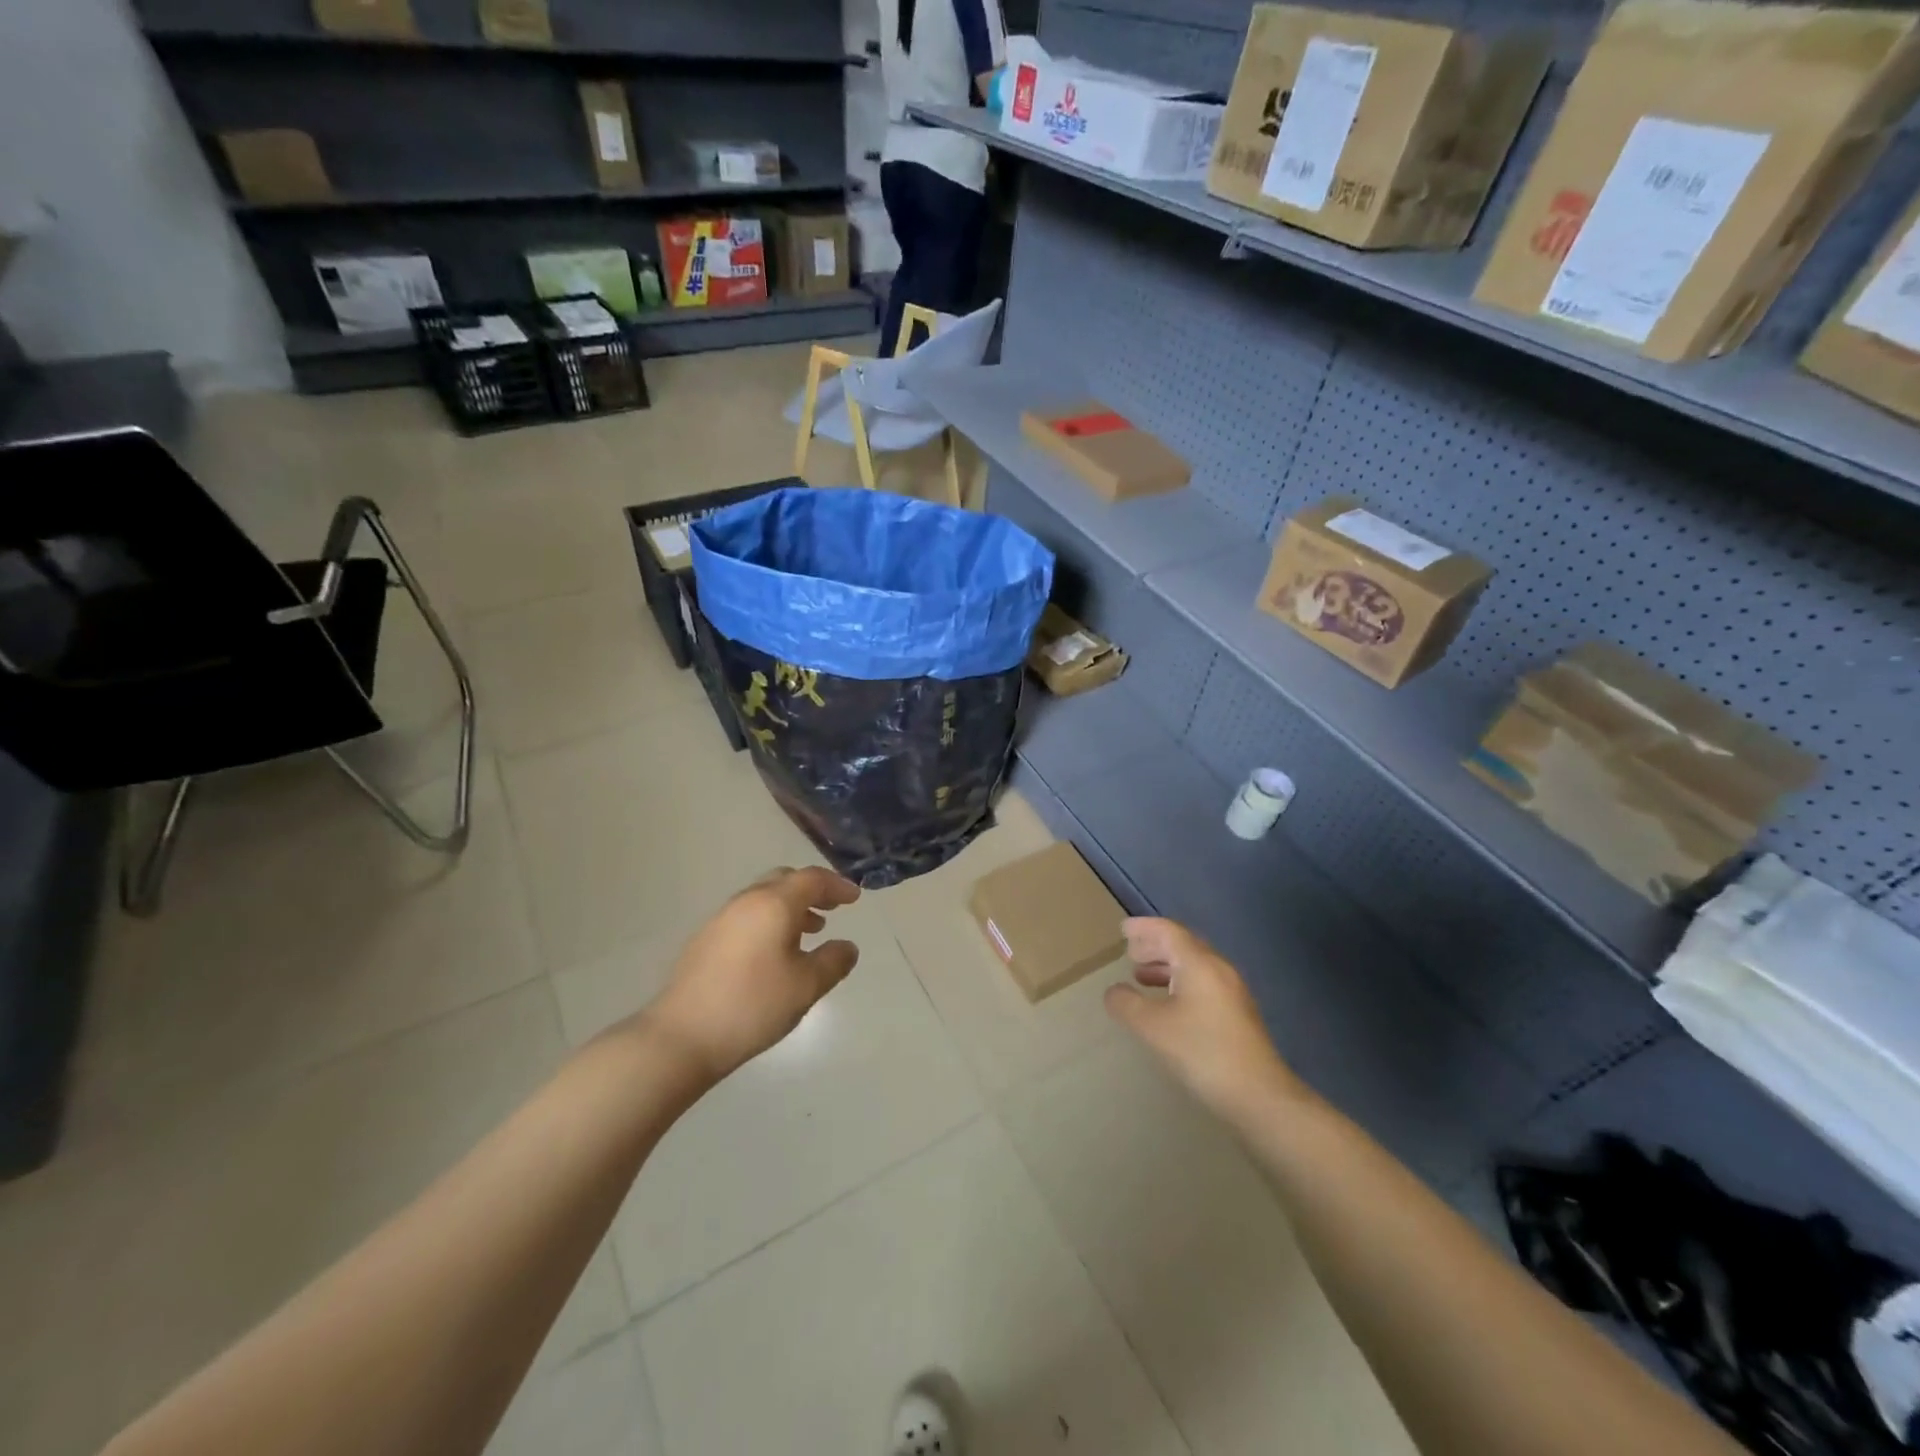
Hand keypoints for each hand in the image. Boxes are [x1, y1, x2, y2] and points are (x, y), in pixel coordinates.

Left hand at [641, 867, 860, 1084]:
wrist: (682, 1036)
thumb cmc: (753, 1005)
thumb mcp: (806, 986)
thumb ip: (833, 961)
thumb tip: (847, 946)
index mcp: (774, 904)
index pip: (812, 879)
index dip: (837, 885)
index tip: (855, 898)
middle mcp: (746, 901)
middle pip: (784, 881)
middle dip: (812, 891)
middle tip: (832, 909)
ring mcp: (721, 920)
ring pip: (763, 898)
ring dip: (790, 908)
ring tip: (809, 933)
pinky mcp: (706, 941)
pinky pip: (747, 917)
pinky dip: (769, 922)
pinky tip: (775, 953)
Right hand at [1105, 918, 1310, 1124]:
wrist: (1259, 1096)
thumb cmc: (1202, 1051)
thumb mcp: (1152, 1027)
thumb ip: (1127, 1004)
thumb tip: (1114, 991)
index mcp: (1199, 964)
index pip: (1169, 931)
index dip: (1145, 927)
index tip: (1123, 928)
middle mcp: (1219, 970)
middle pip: (1184, 946)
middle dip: (1155, 946)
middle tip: (1130, 952)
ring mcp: (1233, 993)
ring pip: (1195, 967)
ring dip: (1167, 967)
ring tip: (1142, 977)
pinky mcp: (1238, 1015)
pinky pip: (1203, 984)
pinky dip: (1180, 983)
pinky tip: (1169, 1005)